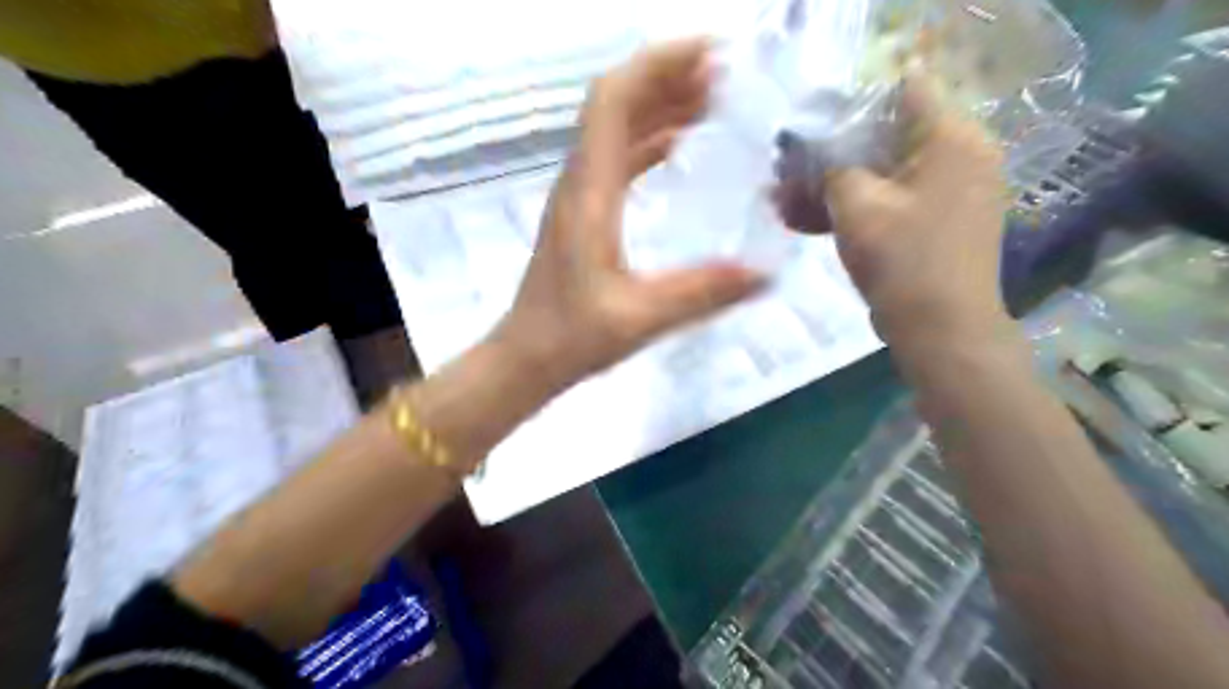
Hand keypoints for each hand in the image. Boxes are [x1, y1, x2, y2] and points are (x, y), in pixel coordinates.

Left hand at [493, 39, 766, 388]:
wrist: (526, 356)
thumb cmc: (572, 337)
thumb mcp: (641, 317)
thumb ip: (703, 293)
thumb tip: (766, 272)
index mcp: (589, 193)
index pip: (614, 101)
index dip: (658, 66)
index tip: (710, 55)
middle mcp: (579, 181)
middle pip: (616, 103)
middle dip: (668, 77)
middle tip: (725, 74)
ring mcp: (579, 195)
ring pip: (616, 129)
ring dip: (660, 105)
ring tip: (712, 99)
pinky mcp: (583, 212)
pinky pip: (617, 158)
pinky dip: (650, 140)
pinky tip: (680, 145)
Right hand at [776, 80, 1008, 348]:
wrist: (940, 330)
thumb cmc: (902, 260)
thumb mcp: (856, 205)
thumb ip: (832, 166)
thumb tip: (814, 151)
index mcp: (951, 139)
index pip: (904, 90)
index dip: (853, 103)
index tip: (813, 127)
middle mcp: (959, 157)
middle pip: (887, 136)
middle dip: (832, 152)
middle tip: (787, 169)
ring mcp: (949, 193)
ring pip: (882, 173)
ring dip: (834, 185)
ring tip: (784, 202)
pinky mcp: (934, 224)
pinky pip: (889, 202)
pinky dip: (853, 208)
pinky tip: (805, 222)